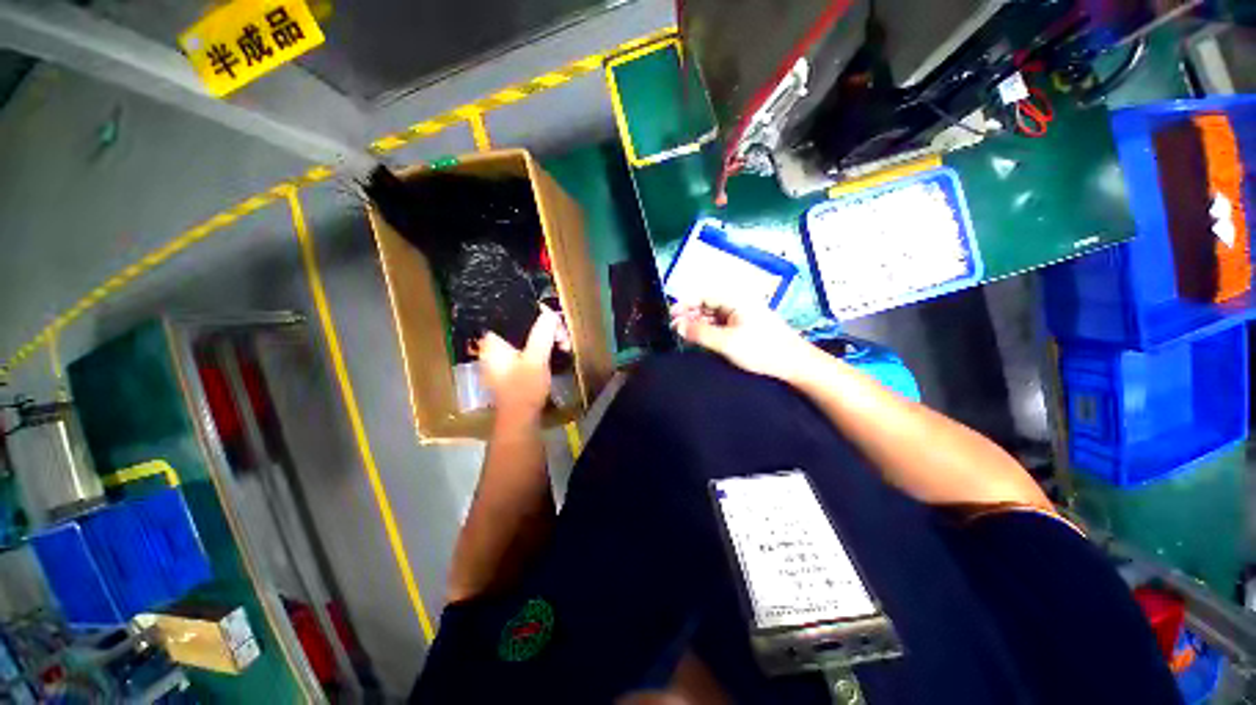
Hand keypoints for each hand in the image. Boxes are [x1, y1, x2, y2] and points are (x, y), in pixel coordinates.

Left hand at [476, 305, 570, 426]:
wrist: (519, 420)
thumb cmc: (524, 388)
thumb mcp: (536, 358)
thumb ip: (542, 333)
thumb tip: (550, 313)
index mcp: (493, 340)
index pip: (515, 314)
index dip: (537, 314)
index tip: (555, 324)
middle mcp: (493, 346)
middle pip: (523, 326)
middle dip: (546, 329)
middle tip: (562, 339)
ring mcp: (500, 358)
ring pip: (526, 338)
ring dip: (545, 340)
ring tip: (562, 347)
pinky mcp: (509, 369)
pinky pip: (526, 350)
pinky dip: (540, 349)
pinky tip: (553, 354)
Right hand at [670, 298, 815, 382]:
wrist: (794, 365)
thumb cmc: (761, 349)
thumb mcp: (726, 342)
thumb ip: (699, 333)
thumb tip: (677, 326)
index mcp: (735, 300)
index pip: (703, 296)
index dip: (685, 304)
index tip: (671, 315)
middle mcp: (738, 304)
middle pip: (708, 305)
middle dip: (690, 315)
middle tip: (674, 328)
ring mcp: (743, 317)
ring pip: (714, 317)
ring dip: (698, 324)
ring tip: (684, 335)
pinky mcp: (746, 329)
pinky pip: (722, 326)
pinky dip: (709, 331)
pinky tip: (701, 340)